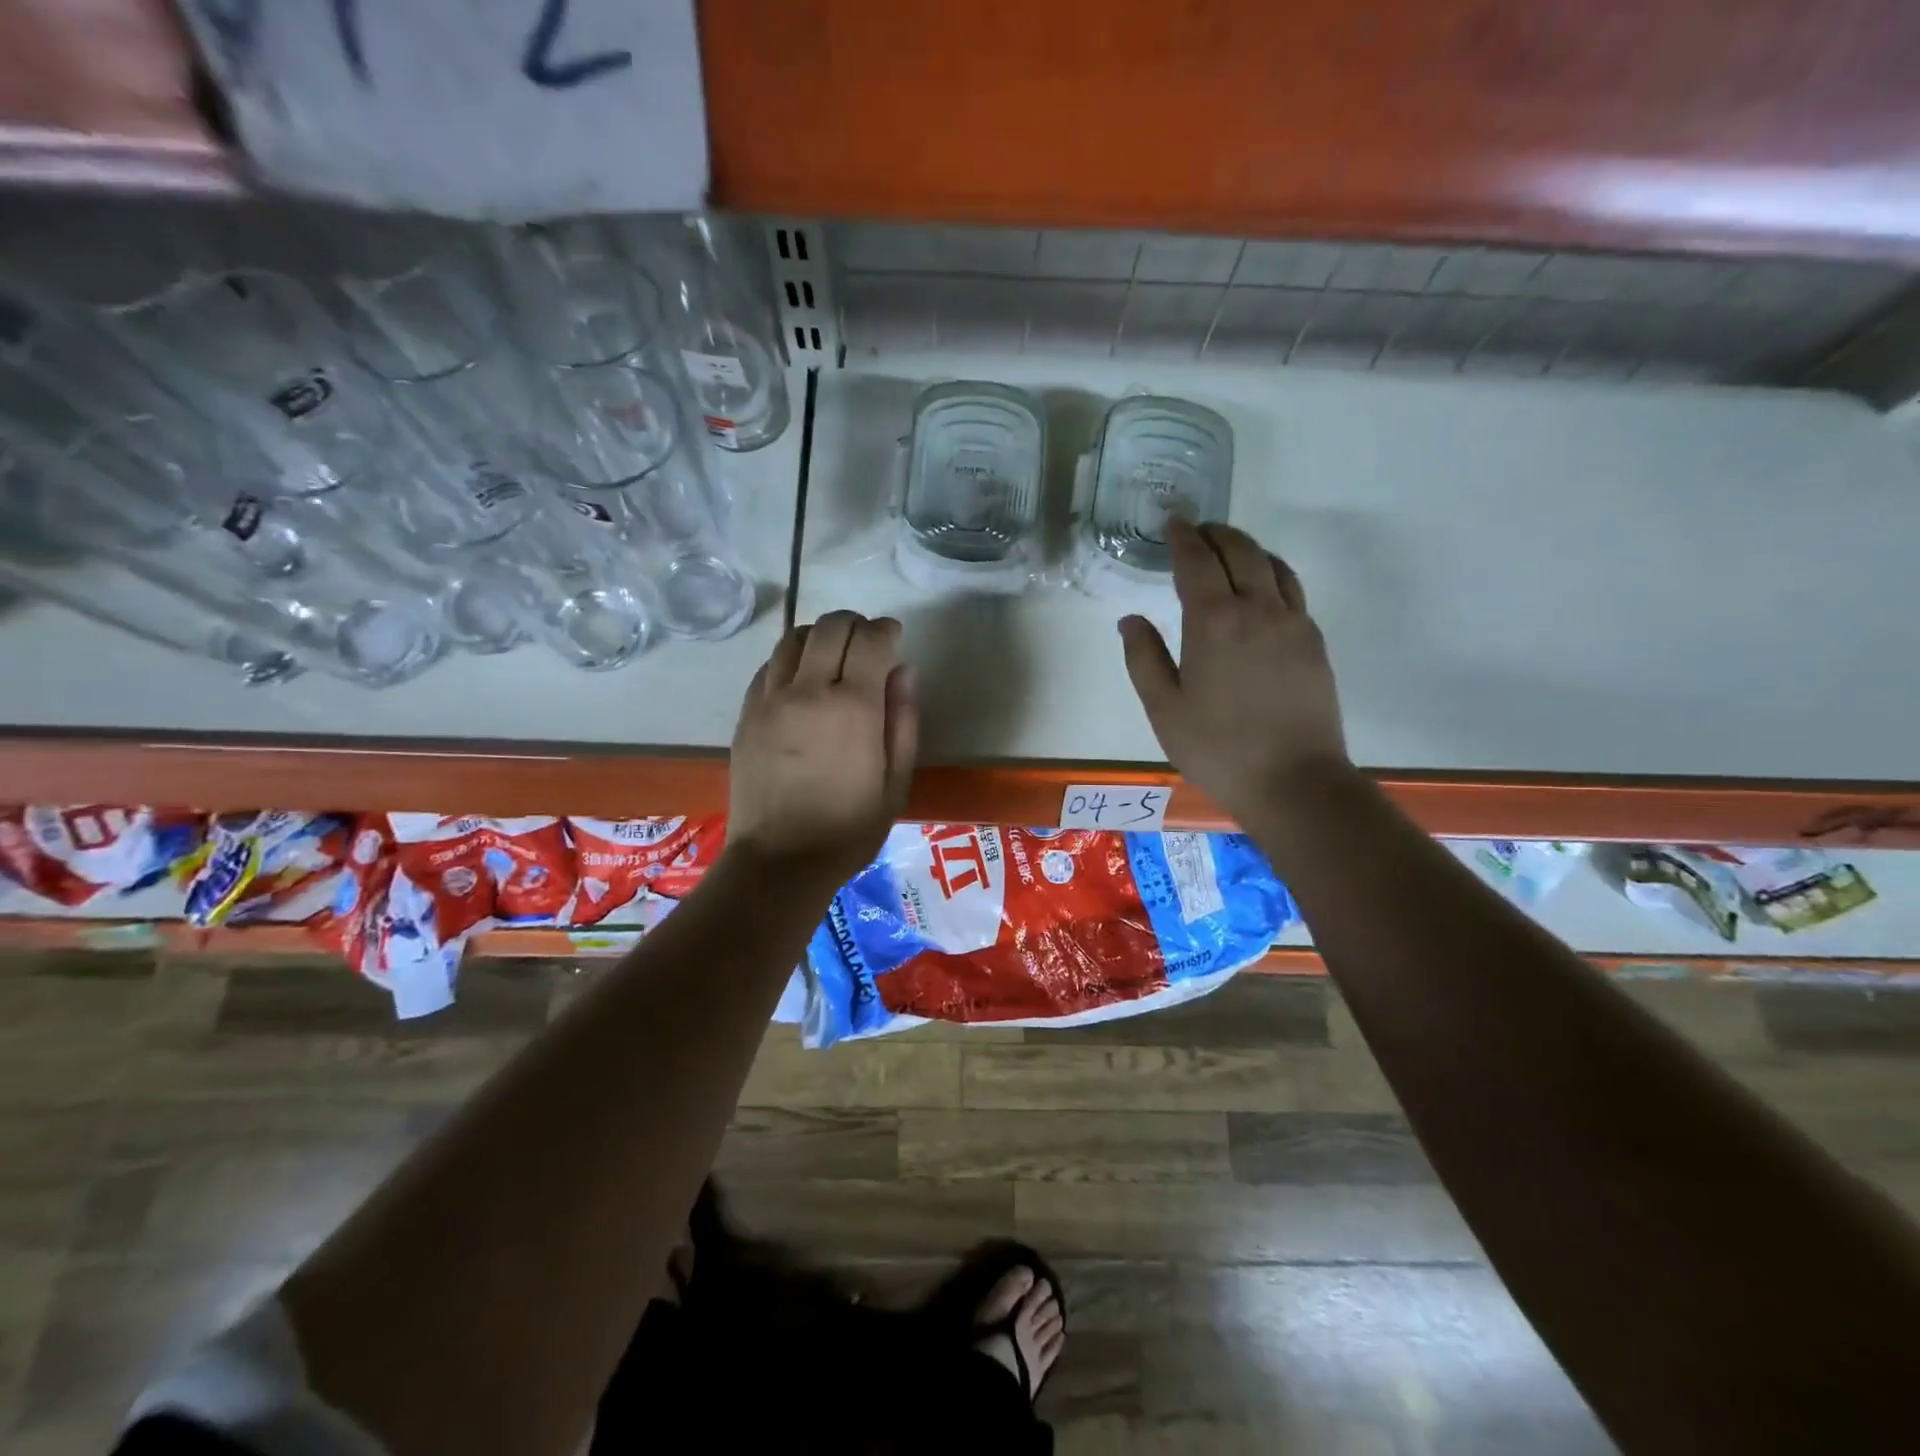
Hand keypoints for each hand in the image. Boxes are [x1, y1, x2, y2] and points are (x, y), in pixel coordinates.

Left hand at [726, 610, 917, 889]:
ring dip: (820, 636)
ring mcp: (771, 699)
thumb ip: (904, 720)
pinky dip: (790, 659)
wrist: (780, 861)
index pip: (871, 639)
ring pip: (794, 638)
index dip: (886, 630)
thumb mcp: (896, 782)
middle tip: (867, 643)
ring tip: (833, 657)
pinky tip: (801, 680)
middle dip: (855, 624)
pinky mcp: (747, 713)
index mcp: (854, 707)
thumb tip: (904, 671)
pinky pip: (769, 665)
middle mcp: (809, 690)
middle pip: (830, 627)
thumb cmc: (849, 829)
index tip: (894, 637)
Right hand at [1120, 519, 1349, 824]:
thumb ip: (1144, 658)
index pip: (1197, 561)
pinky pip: (1292, 590)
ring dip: (1248, 548)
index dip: (1183, 537)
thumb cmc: (1217, 748)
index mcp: (1214, 622)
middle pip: (1241, 551)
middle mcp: (1258, 609)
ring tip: (1229, 551)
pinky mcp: (1314, 642)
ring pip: (1273, 565)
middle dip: (1217, 534)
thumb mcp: (1164, 709)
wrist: (1294, 781)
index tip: (1173, 522)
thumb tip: (1131, 620)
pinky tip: (1261, 589)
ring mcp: (1293, 623)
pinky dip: (1272, 573)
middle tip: (1198, 531)